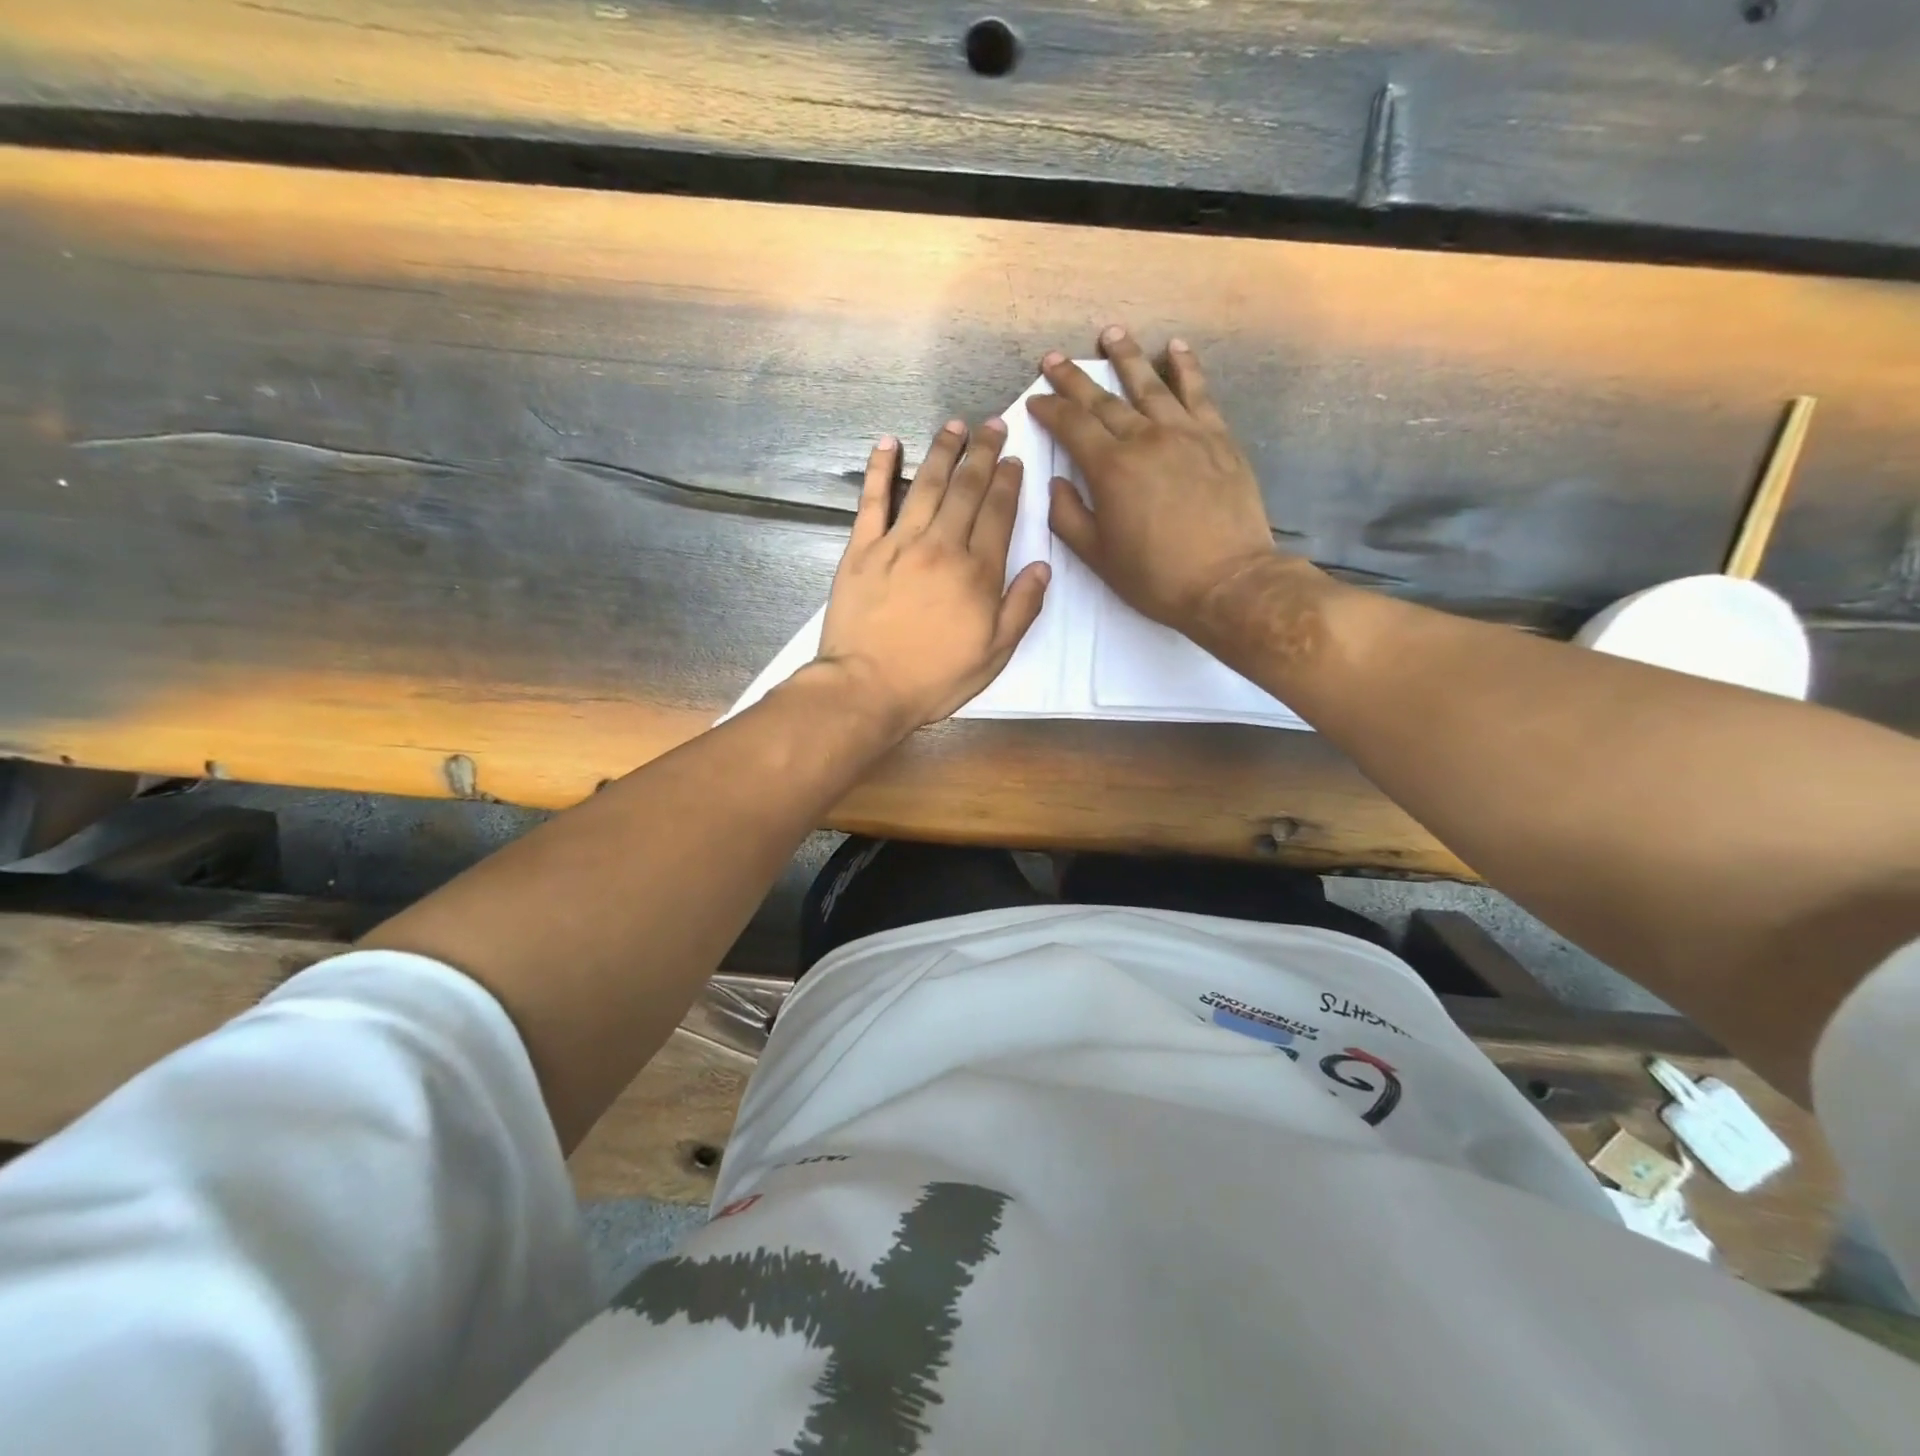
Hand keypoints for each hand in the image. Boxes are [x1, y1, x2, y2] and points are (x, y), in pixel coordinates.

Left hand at [812, 420, 1049, 735]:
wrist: (867, 688)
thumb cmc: (934, 679)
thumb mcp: (993, 655)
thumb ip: (1021, 608)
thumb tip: (1042, 566)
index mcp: (977, 573)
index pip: (998, 514)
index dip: (1008, 482)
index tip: (1014, 459)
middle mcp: (941, 547)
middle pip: (967, 489)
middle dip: (983, 453)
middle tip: (992, 425)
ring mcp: (898, 544)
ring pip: (927, 485)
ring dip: (944, 451)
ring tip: (956, 426)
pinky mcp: (862, 550)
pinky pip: (872, 500)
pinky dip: (881, 469)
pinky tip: (889, 443)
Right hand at [1029, 329, 1278, 641]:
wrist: (1227, 581)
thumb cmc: (1155, 576)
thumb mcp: (1097, 557)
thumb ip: (1068, 517)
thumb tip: (1056, 482)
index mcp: (1110, 469)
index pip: (1071, 427)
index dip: (1049, 410)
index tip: (1035, 399)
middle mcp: (1144, 439)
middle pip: (1103, 400)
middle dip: (1074, 379)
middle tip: (1054, 359)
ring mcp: (1185, 433)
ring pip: (1150, 385)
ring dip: (1126, 357)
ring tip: (1110, 333)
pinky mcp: (1218, 438)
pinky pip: (1198, 393)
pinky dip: (1185, 367)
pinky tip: (1175, 348)